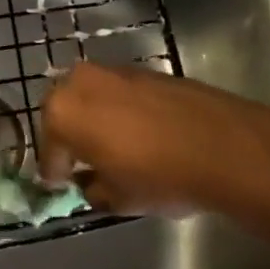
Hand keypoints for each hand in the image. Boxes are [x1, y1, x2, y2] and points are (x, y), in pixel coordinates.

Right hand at [39, 64, 269, 227]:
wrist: (221, 144)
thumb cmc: (159, 175)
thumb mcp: (118, 199)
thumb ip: (93, 188)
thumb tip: (90, 181)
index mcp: (62, 113)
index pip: (49, 150)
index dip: (55, 172)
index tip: (62, 186)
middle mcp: (79, 82)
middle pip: (63, 112)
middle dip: (69, 136)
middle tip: (82, 162)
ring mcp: (111, 71)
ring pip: (90, 97)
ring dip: (94, 119)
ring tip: (112, 146)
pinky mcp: (141, 69)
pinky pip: (116, 93)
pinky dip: (118, 110)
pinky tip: (138, 133)